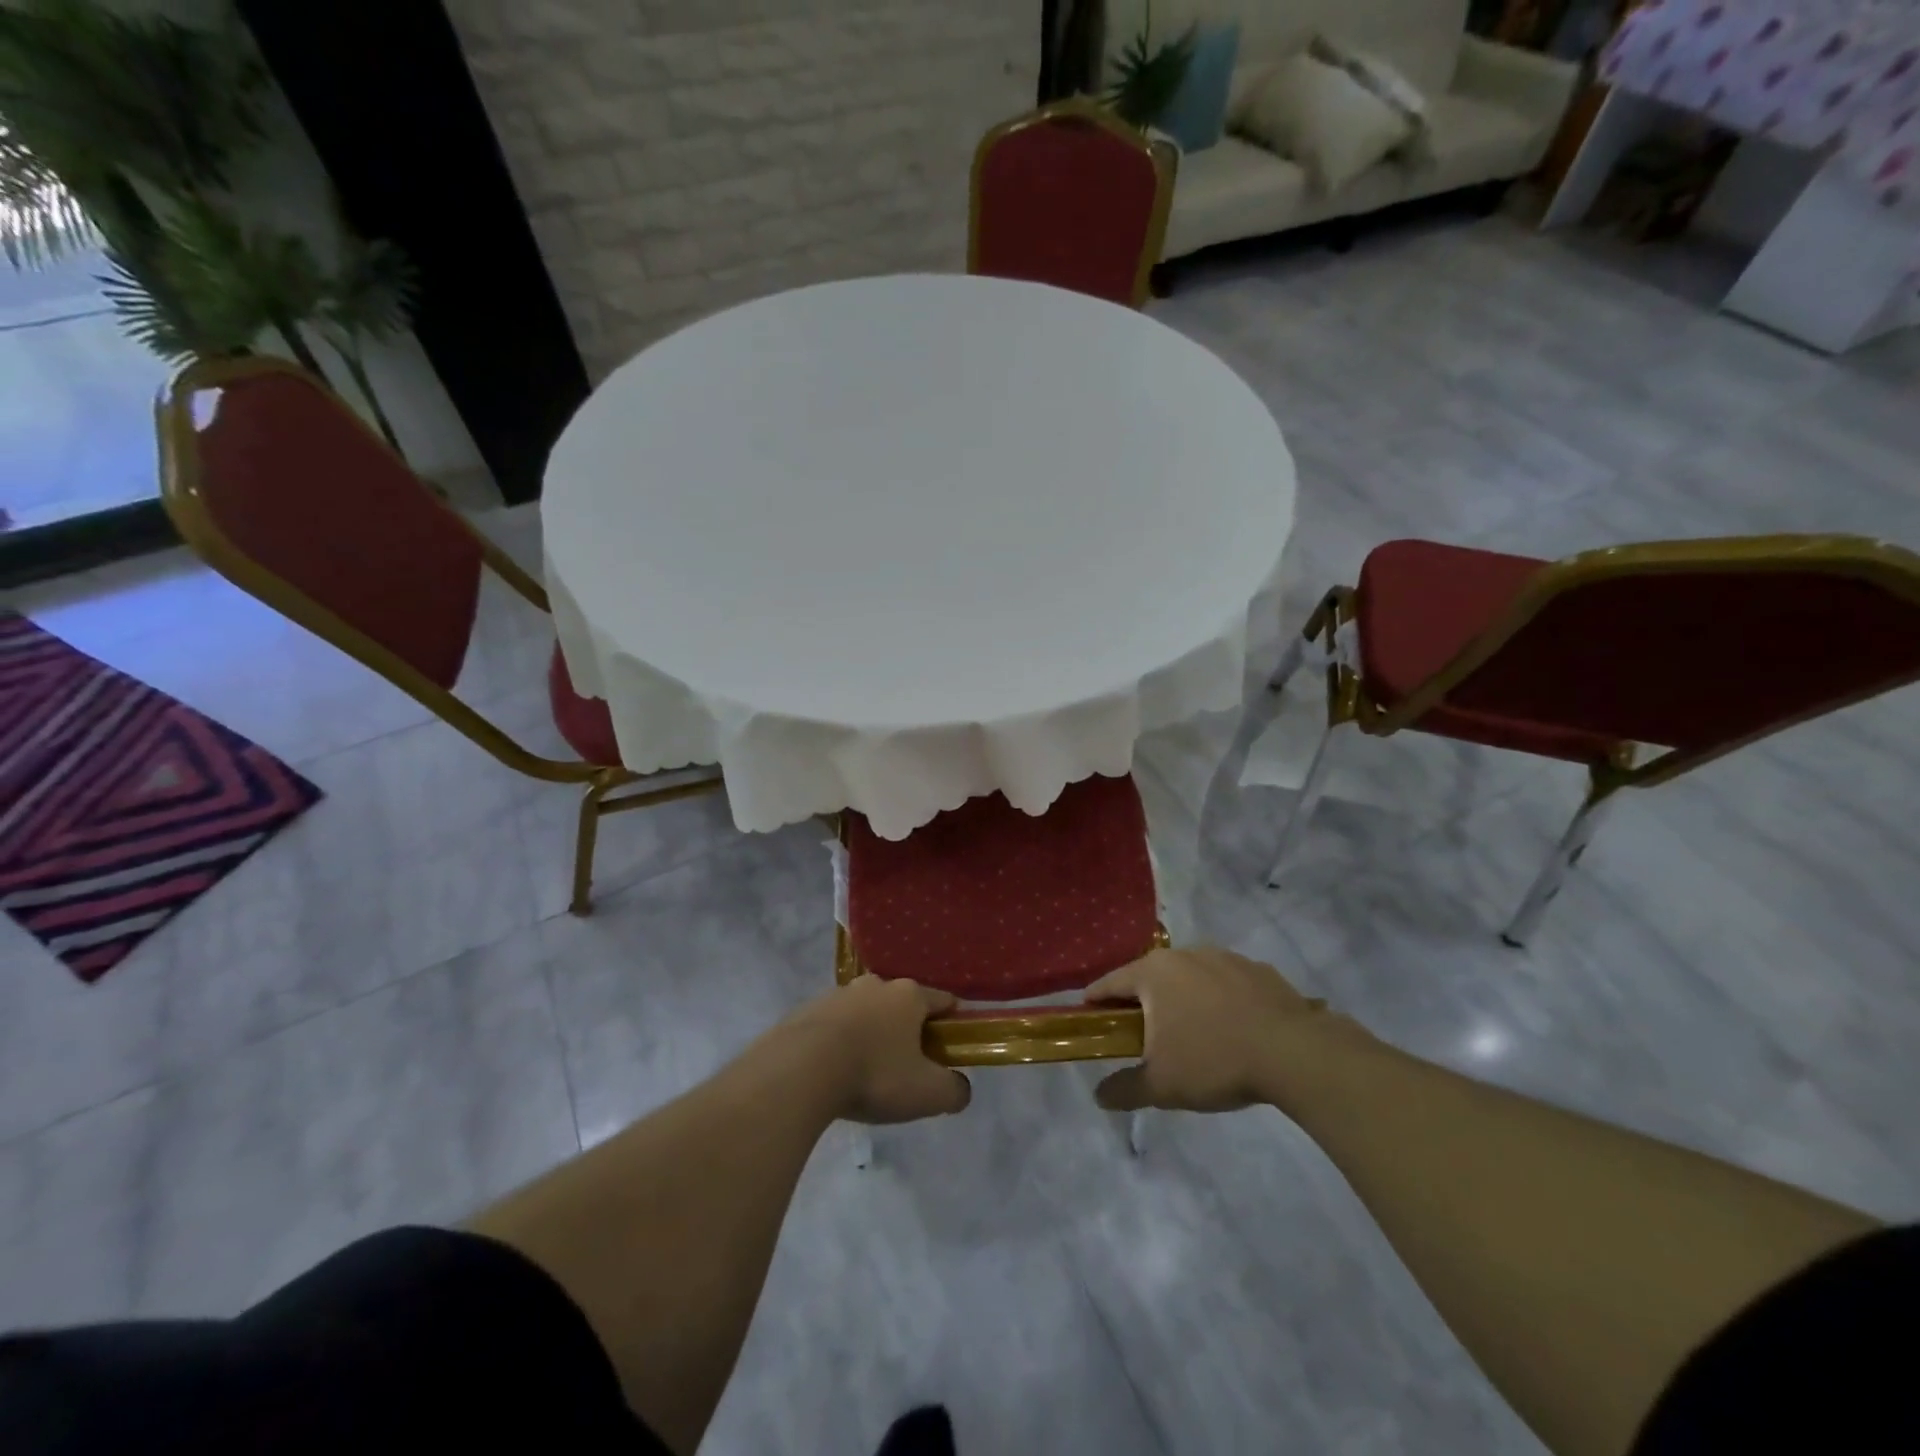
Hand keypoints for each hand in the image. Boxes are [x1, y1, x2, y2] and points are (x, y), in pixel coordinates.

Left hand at [784, 976, 971, 1124]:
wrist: (800, 1069)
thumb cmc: (874, 1074)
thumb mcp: (927, 1093)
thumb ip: (954, 1091)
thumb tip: (960, 1089)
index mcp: (909, 995)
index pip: (943, 1001)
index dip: (952, 1024)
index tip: (950, 1049)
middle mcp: (876, 985)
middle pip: (902, 1005)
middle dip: (908, 1031)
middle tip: (907, 1068)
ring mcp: (839, 994)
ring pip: (866, 1013)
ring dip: (871, 1035)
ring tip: (865, 1074)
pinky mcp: (808, 1010)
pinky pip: (834, 1026)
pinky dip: (839, 1043)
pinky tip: (834, 1073)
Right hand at [1088, 947, 1348, 1113]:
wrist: (1293, 1053)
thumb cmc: (1214, 1061)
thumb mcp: (1162, 1085)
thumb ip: (1125, 1089)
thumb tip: (1098, 1096)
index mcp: (1154, 973)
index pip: (1111, 982)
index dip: (1096, 999)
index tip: (1089, 1012)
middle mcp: (1185, 955)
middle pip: (1151, 975)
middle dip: (1143, 1000)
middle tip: (1140, 1029)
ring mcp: (1224, 958)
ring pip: (1191, 976)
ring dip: (1184, 997)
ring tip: (1190, 1029)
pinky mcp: (1258, 969)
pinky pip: (1227, 983)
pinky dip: (1221, 999)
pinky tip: (1232, 1027)